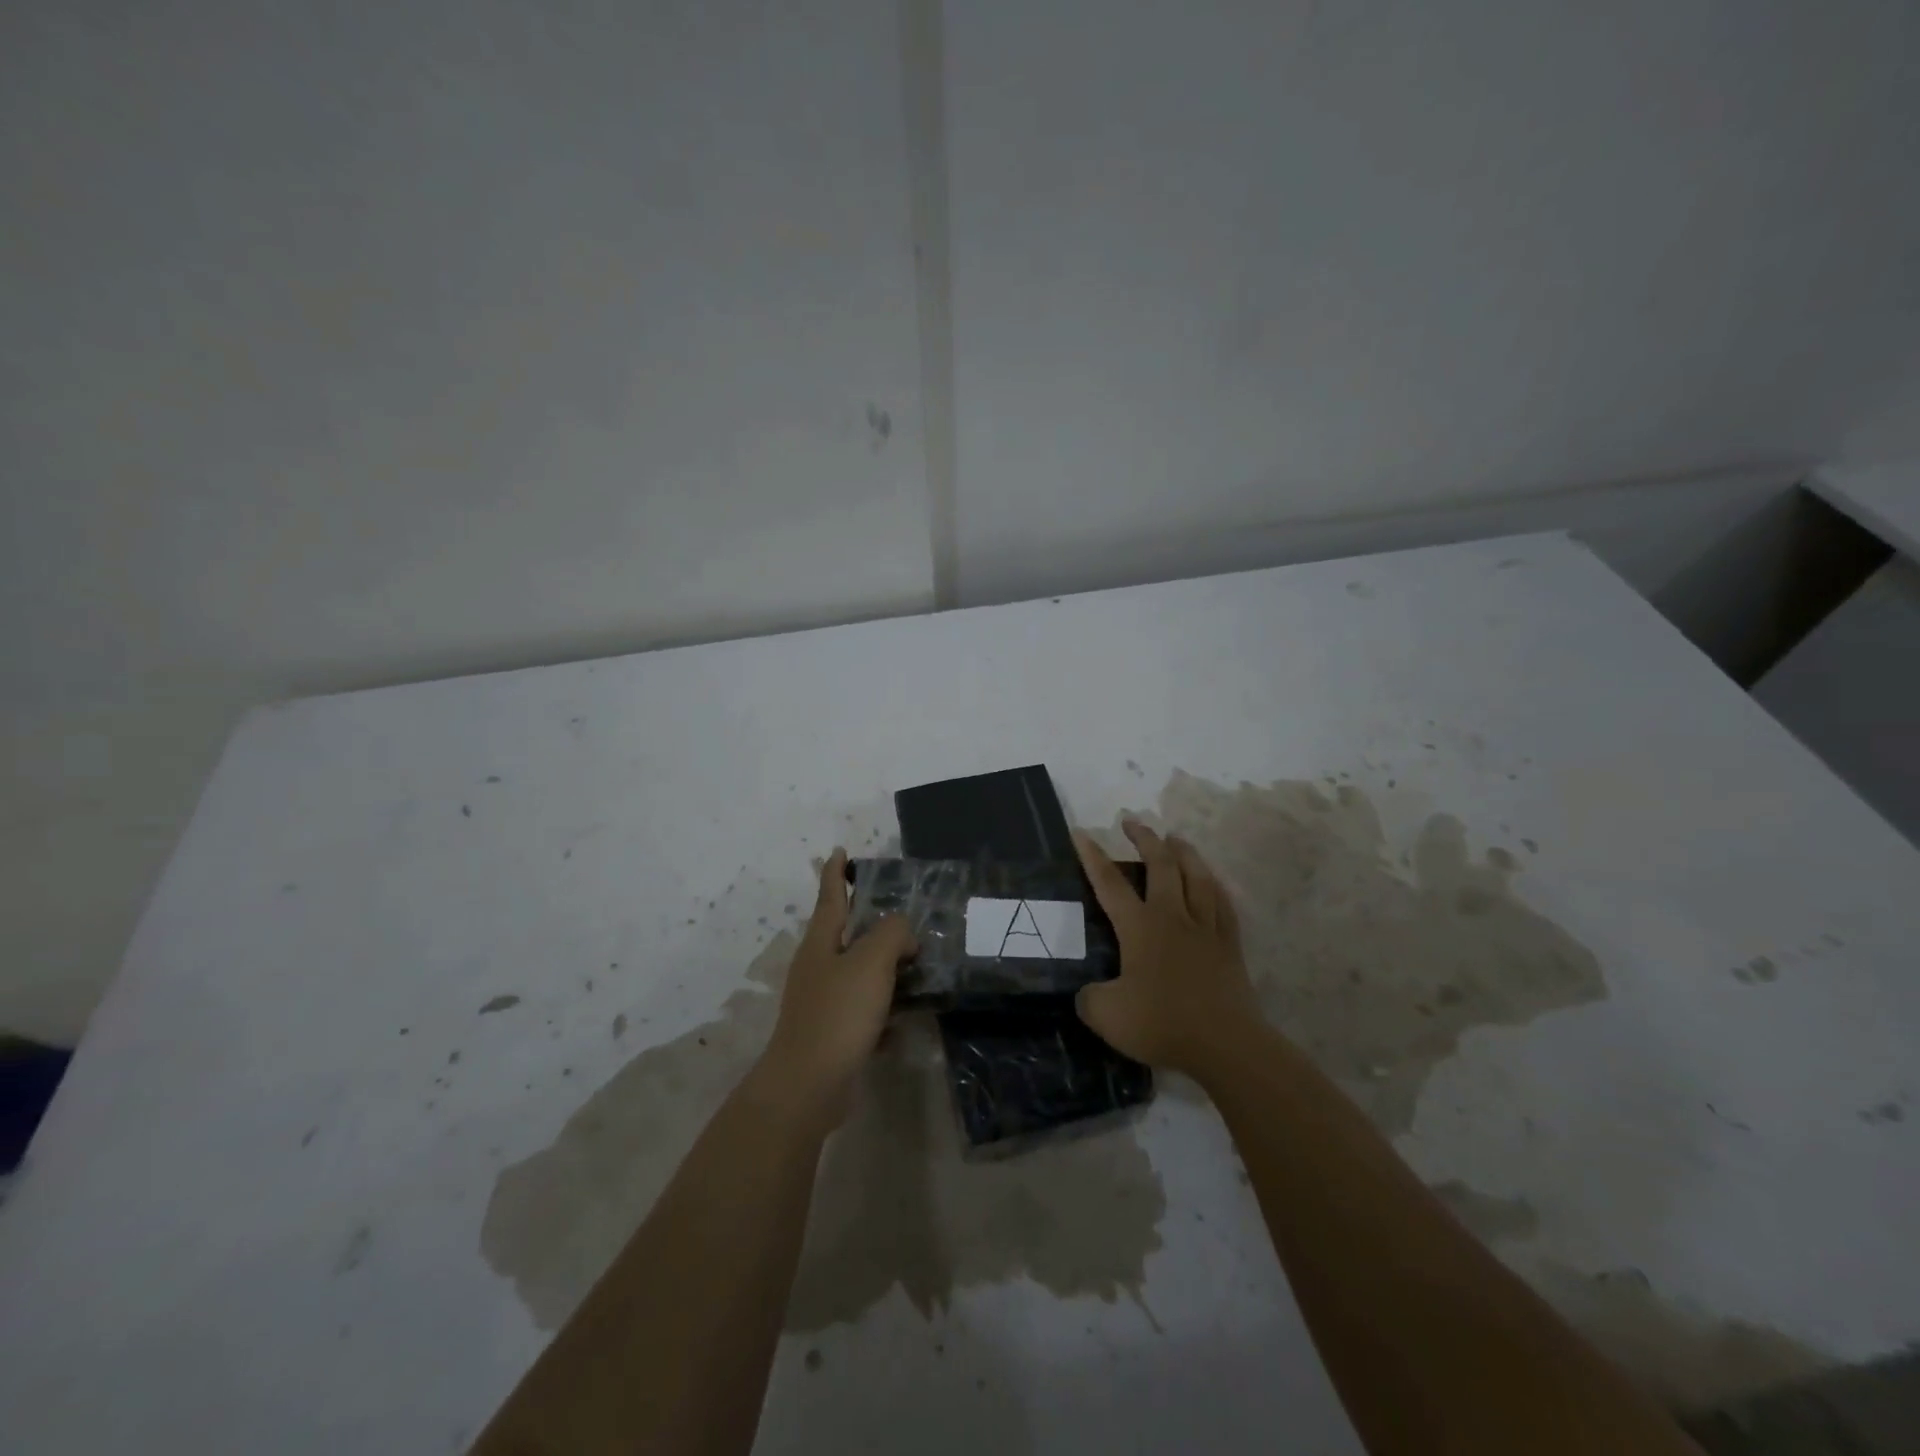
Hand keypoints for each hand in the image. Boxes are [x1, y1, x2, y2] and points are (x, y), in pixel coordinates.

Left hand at [757, 849, 916, 1124]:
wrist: (808, 1085)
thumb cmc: (838, 1013)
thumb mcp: (871, 962)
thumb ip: (891, 933)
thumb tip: (902, 932)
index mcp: (821, 942)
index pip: (830, 896)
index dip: (836, 872)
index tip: (839, 851)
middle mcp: (817, 966)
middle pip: (845, 934)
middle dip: (870, 922)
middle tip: (903, 916)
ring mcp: (822, 1001)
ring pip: (857, 973)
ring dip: (883, 967)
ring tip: (916, 964)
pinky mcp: (832, 1033)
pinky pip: (863, 1010)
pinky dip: (884, 1008)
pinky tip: (906, 1017)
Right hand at [1072, 821, 1262, 1076]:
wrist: (1226, 1044)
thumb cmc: (1163, 1024)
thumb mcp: (1107, 1016)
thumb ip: (1090, 999)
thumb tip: (1088, 993)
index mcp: (1140, 927)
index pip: (1110, 883)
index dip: (1093, 856)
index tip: (1082, 832)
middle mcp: (1172, 917)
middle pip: (1160, 865)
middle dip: (1145, 839)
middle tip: (1132, 821)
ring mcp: (1205, 928)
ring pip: (1197, 876)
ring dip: (1184, 852)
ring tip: (1175, 838)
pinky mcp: (1229, 944)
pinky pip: (1223, 903)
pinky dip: (1214, 885)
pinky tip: (1212, 881)